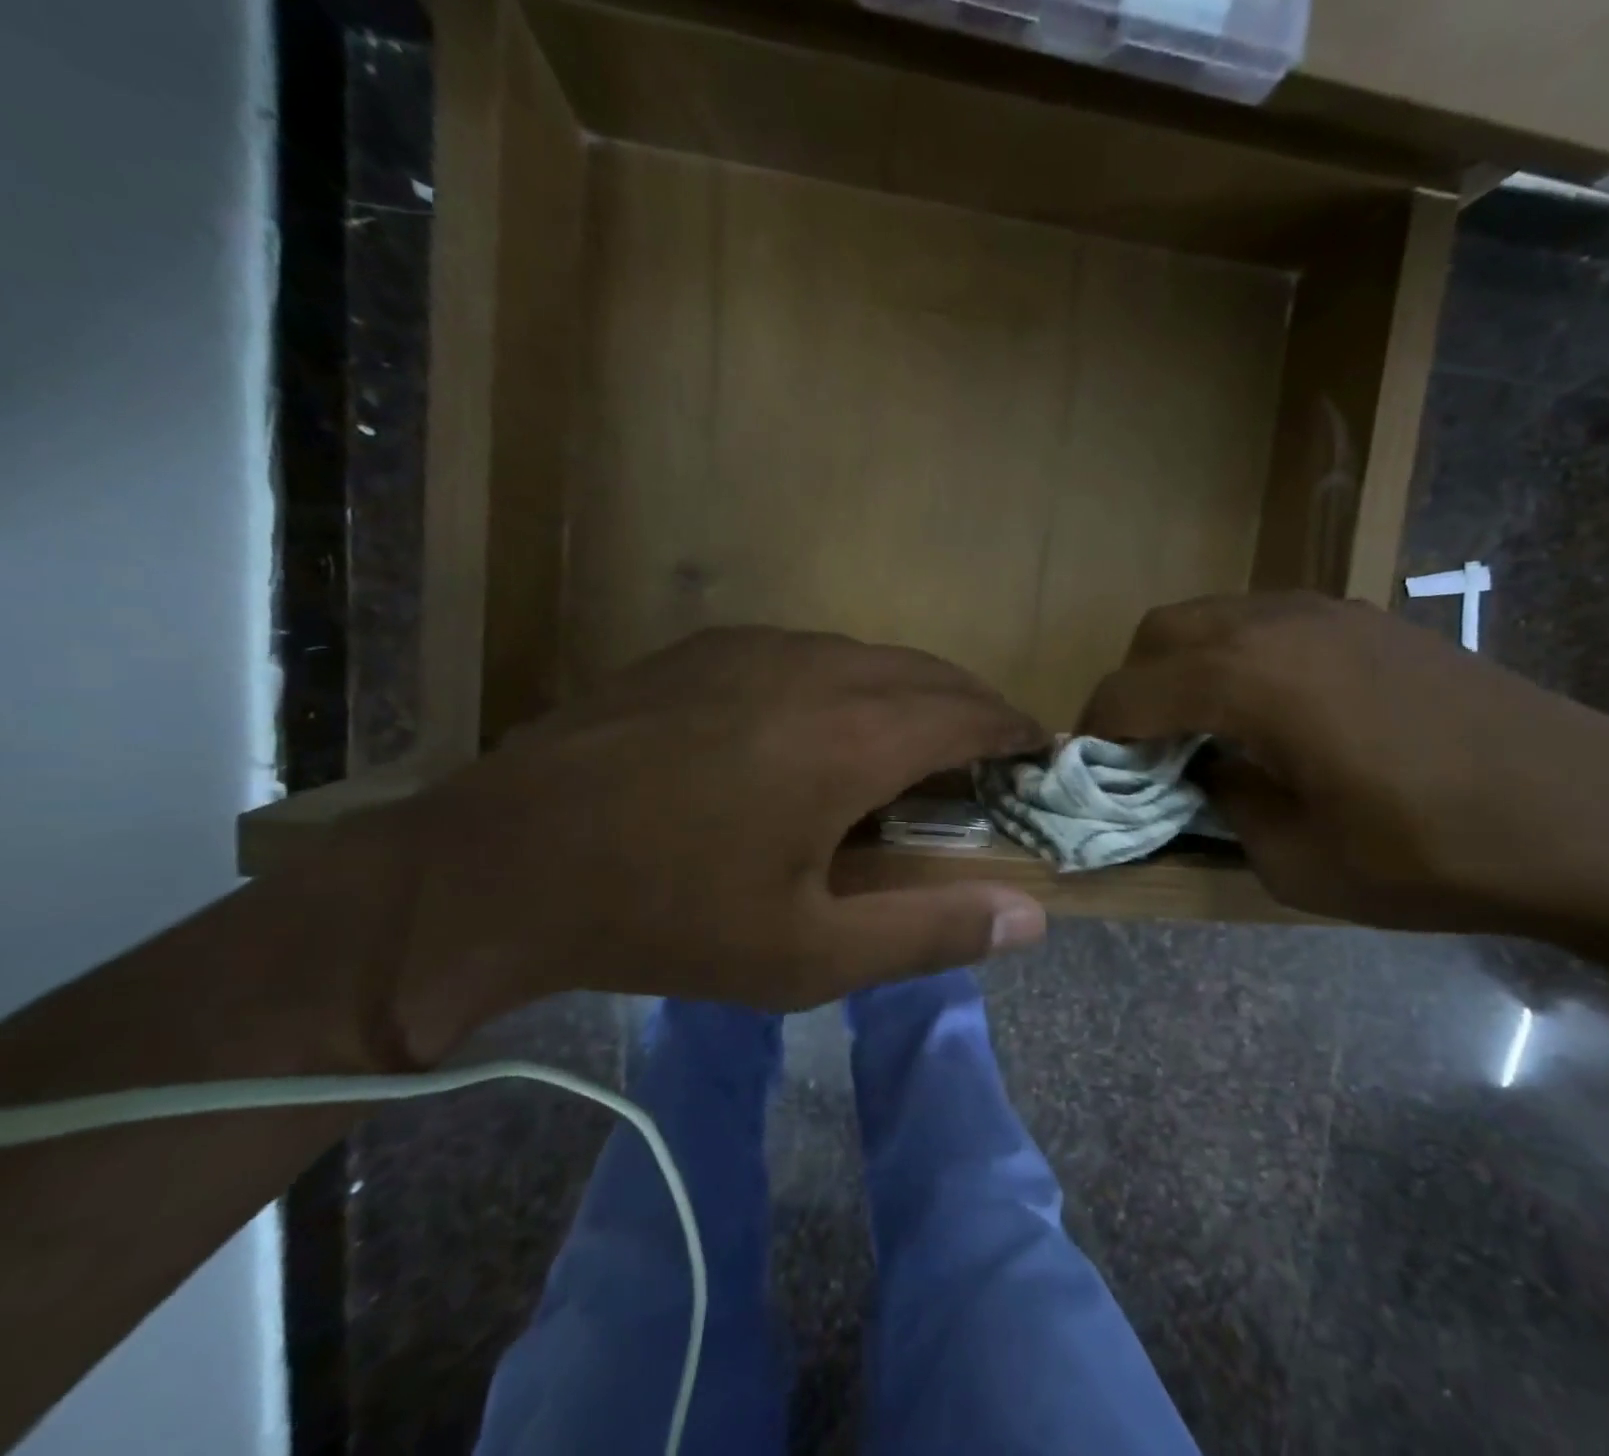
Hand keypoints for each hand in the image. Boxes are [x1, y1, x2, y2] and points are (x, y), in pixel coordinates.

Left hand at [364, 628, 1049, 1059]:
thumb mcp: (811, 956)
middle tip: (992, 750)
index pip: (969, 713)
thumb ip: (931, 931)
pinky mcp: (704, 648)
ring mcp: (754, 647)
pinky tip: (826, 721)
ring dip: (910, 689)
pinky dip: (849, 678)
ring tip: (918, 736)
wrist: (503, 865)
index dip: (1015, 729)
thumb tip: (1032, 917)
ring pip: (867, 654)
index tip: (1040, 750)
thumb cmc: (669, 918)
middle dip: (973, 705)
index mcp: (852, 738)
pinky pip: (808, 650)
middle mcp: (815, 669)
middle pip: (927, 671)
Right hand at [1079, 592, 1608, 936]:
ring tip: (1204, 732)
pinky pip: (1266, 622)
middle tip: (1145, 752)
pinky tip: (1270, 714)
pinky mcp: (1368, 619)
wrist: (1601, 817)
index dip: (1093, 733)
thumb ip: (1225, 806)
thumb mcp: (1297, 862)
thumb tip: (1206, 774)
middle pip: (1159, 632)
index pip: (1128, 691)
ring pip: (1213, 617)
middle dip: (1133, 688)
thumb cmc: (1434, 853)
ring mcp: (1328, 611)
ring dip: (1184, 668)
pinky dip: (1236, 658)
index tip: (1087, 773)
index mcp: (1247, 679)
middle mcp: (1276, 623)